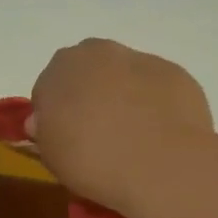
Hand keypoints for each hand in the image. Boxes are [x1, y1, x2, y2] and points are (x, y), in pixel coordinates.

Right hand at [29, 39, 217, 210]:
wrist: (161, 165)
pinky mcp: (173, 72)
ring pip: (124, 75)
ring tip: (133, 136)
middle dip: (89, 94)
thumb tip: (44, 121)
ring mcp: (139, 59)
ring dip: (124, 95)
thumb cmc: (93, 162)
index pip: (48, 88)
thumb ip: (45, 132)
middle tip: (97, 132)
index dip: (55, 114)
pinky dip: (154, 102)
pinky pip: (155, 86)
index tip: (65, 139)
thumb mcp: (51, 156)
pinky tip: (159, 133)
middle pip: (87, 71)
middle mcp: (97, 53)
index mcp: (59, 70)